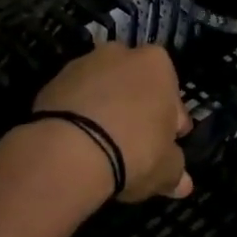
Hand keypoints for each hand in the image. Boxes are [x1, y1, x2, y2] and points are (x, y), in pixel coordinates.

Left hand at [32, 43, 194, 201]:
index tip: (166, 146)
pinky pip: (74, 100)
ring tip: (102, 147)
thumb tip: (183, 183)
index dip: (171, 124)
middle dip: (136, 110)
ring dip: (105, 110)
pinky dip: (79, 116)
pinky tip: (78, 143)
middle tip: (135, 144)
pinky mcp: (53, 82)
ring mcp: (82, 64)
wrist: (69, 150)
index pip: (172, 96)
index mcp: (156, 64)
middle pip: (135, 85)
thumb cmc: (134, 151)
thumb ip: (176, 171)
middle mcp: (120, 53)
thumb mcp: (166, 170)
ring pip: (103, 90)